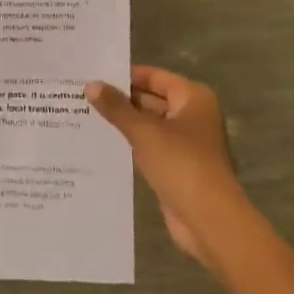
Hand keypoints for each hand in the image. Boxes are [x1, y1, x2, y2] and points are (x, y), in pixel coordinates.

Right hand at [87, 66, 246, 270]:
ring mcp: (187, 143)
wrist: (209, 220)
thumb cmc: (181, 164)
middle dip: (122, 99)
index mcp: (193, 98)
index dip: (125, 75)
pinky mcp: (178, 167)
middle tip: (84, 94)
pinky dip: (132, 144)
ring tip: (86, 114)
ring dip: (125, 123)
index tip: (94, 73)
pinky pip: (151, 147)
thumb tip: (91, 85)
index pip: (154, 76)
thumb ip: (116, 107)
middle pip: (152, 99)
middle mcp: (193, 116)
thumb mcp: (143, 131)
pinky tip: (103, 142)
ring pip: (150, 124)